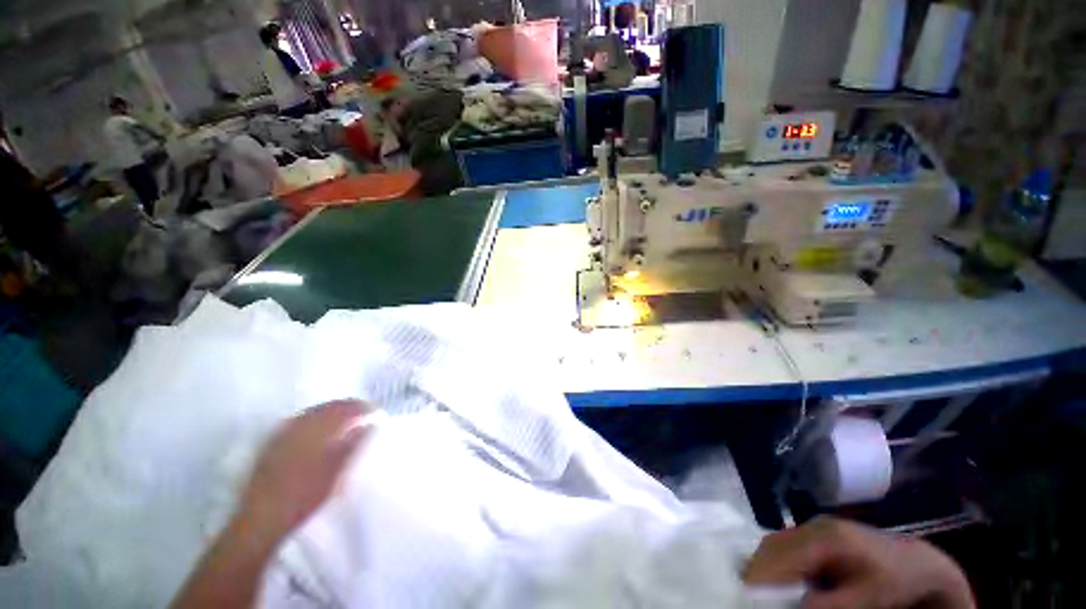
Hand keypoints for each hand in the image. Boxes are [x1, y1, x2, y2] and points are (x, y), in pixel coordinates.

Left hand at [236, 400, 373, 544]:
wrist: (261, 520)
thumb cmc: (304, 497)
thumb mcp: (335, 474)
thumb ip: (353, 445)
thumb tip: (370, 425)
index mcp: (316, 431)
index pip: (344, 409)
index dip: (361, 407)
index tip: (375, 411)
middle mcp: (298, 427)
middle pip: (328, 407)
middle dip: (347, 407)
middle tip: (363, 412)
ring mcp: (282, 434)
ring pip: (312, 412)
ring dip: (331, 411)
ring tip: (345, 417)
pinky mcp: (272, 444)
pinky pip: (298, 421)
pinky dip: (313, 418)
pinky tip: (318, 427)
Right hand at [744, 517, 974, 608]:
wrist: (917, 562)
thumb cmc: (893, 582)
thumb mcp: (867, 598)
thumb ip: (831, 604)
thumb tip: (795, 607)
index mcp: (828, 538)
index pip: (784, 555)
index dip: (763, 573)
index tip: (747, 592)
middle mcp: (815, 526)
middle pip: (773, 545)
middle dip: (759, 569)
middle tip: (751, 593)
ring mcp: (814, 526)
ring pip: (776, 542)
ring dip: (765, 565)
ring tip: (760, 588)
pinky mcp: (816, 531)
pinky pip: (786, 544)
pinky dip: (777, 561)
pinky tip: (782, 579)